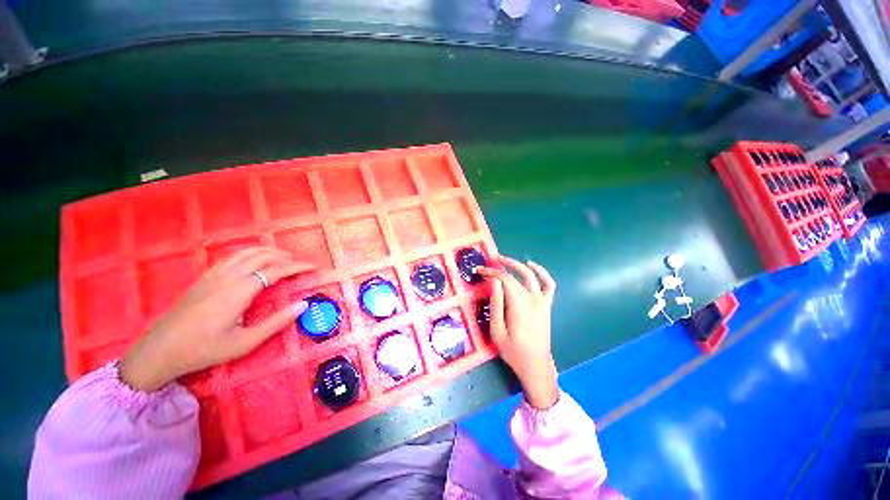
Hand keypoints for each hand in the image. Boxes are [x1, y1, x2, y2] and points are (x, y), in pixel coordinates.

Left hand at [120, 247, 316, 391]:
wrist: (160, 351)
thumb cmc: (204, 349)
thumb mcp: (245, 342)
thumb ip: (277, 322)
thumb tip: (303, 304)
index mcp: (239, 291)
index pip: (277, 270)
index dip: (298, 266)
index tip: (315, 266)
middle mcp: (228, 277)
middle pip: (263, 256)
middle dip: (287, 256)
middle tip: (302, 264)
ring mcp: (214, 275)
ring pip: (246, 252)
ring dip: (269, 251)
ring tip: (284, 257)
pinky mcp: (205, 277)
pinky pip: (232, 256)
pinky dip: (251, 253)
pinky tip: (255, 261)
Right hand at [477, 256, 557, 409]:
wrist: (535, 365)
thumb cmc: (513, 351)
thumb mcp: (497, 331)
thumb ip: (496, 304)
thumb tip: (494, 281)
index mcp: (519, 305)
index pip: (505, 280)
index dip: (491, 272)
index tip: (479, 270)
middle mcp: (532, 299)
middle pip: (515, 276)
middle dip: (500, 267)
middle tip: (488, 262)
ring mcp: (542, 302)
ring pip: (531, 275)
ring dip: (517, 264)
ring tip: (504, 260)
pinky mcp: (546, 305)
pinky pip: (548, 285)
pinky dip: (542, 273)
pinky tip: (532, 266)